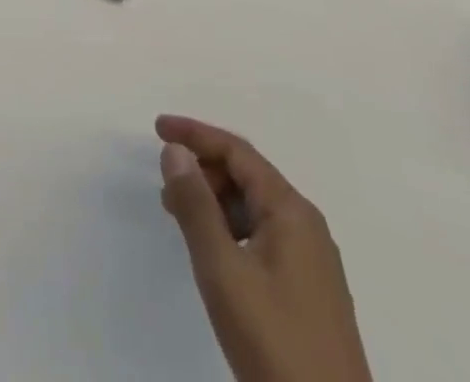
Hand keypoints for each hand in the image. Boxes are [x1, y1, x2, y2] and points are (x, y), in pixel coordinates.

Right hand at [156, 115, 371, 381]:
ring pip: (254, 209)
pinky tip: (214, 252)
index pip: (238, 152)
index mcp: (292, 212)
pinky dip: (231, 229)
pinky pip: (263, 237)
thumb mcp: (223, 269)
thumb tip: (175, 151)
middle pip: (248, 176)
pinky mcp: (309, 293)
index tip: (157, 129)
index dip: (196, 134)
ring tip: (181, 218)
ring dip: (215, 202)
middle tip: (165, 186)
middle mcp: (307, 227)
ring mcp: (312, 263)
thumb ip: (195, 205)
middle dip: (203, 170)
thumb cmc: (274, 340)